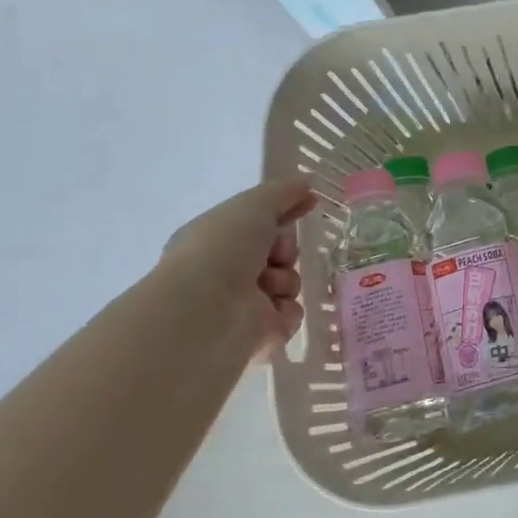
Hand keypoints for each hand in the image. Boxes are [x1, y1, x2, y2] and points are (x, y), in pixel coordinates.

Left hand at [156, 179, 316, 356]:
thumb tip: (307, 182)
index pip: (259, 222)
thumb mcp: (254, 204)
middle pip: (280, 254)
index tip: (310, 202)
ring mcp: (241, 305)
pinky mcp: (256, 335)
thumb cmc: (223, 247)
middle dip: (286, 251)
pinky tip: (269, 313)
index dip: (286, 211)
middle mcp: (225, 271)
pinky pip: (290, 316)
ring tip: (265, 287)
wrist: (207, 308)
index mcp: (217, 239)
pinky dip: (285, 312)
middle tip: (276, 255)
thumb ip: (283, 191)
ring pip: (288, 284)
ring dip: (285, 281)